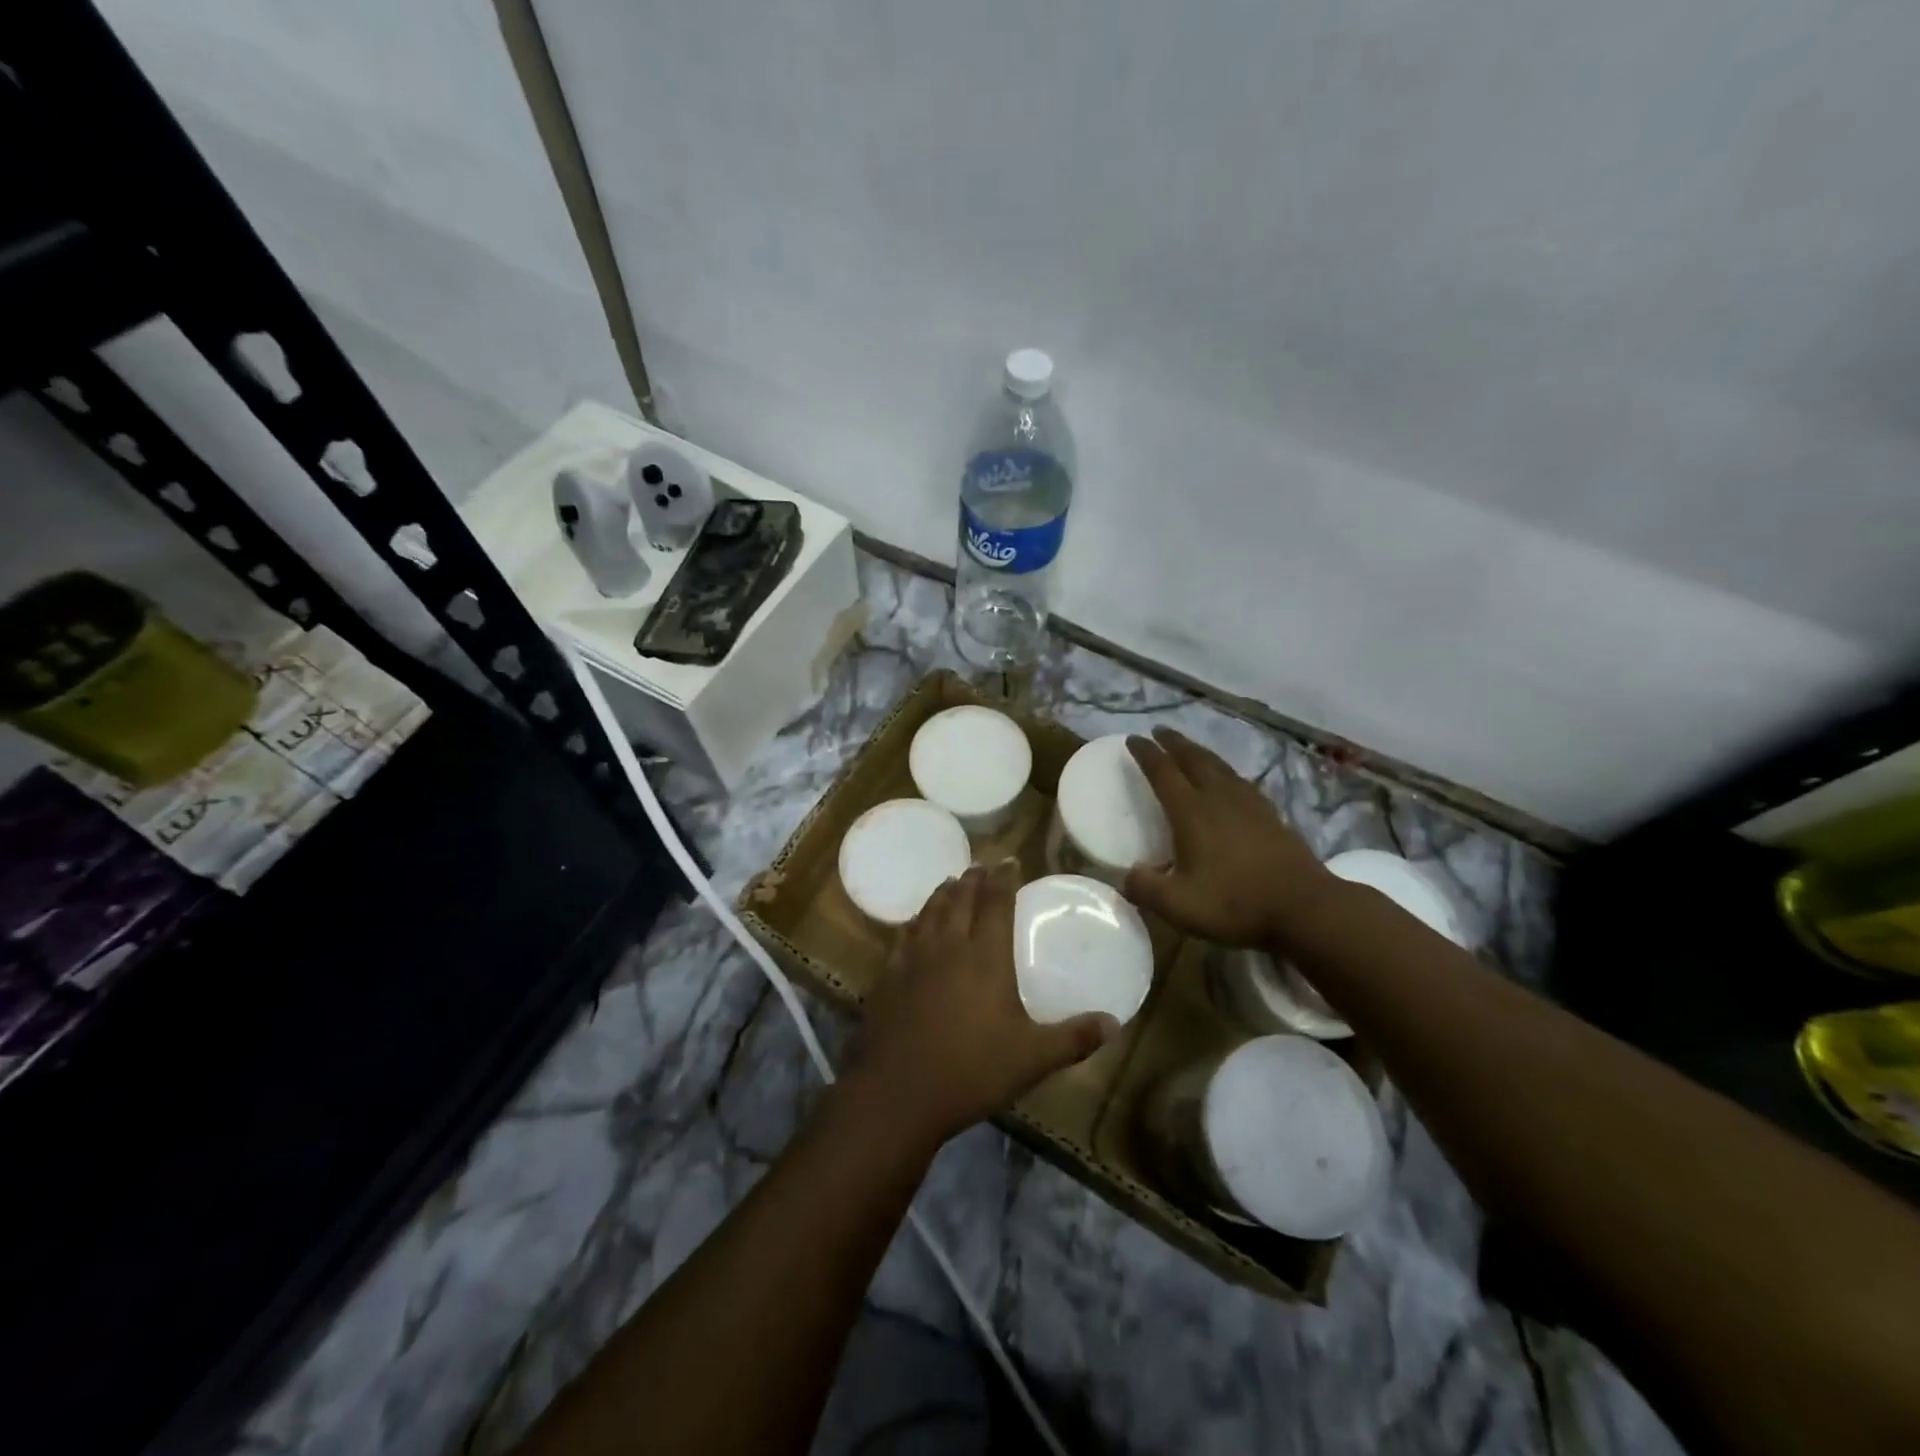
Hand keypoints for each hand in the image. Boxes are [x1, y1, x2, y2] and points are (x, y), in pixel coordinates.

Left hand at [846, 860, 1118, 1147]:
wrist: (899, 1092)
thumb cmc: (972, 1071)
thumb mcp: (1032, 1059)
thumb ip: (1074, 1038)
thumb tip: (1116, 1024)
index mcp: (985, 957)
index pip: (995, 903)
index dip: (1003, 878)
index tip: (1009, 861)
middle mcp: (949, 946)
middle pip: (961, 899)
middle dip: (973, 879)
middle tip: (980, 866)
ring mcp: (914, 958)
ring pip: (931, 911)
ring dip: (944, 892)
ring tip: (951, 882)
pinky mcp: (889, 974)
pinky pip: (904, 935)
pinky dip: (915, 920)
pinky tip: (915, 923)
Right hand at [1123, 727, 1326, 947]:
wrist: (1305, 908)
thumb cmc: (1236, 903)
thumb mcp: (1178, 905)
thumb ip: (1145, 889)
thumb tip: (1126, 875)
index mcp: (1191, 812)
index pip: (1163, 773)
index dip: (1146, 754)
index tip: (1133, 738)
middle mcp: (1219, 798)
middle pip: (1193, 759)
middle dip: (1174, 743)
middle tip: (1159, 731)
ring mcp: (1249, 804)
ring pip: (1219, 766)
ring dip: (1200, 752)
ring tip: (1189, 748)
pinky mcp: (1271, 815)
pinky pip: (1240, 781)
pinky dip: (1225, 771)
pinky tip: (1229, 779)